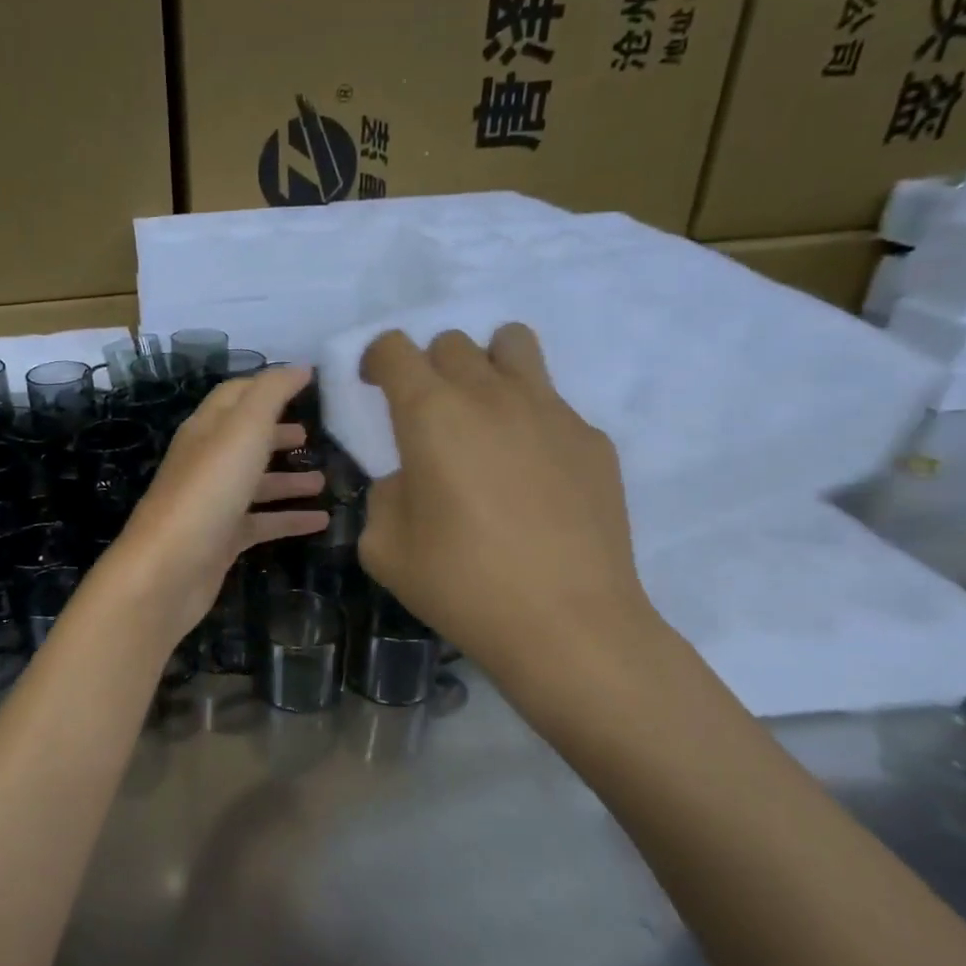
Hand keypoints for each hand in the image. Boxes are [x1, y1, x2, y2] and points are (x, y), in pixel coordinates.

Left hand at [100, 366, 329, 642]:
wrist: (168, 570)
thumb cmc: (208, 490)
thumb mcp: (243, 430)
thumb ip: (271, 394)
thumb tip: (299, 367)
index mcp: (206, 429)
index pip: (236, 395)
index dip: (269, 385)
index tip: (308, 382)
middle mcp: (206, 462)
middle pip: (245, 439)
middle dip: (278, 433)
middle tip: (315, 433)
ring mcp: (213, 503)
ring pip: (255, 483)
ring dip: (288, 479)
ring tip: (324, 480)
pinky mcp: (221, 540)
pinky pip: (261, 523)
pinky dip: (289, 519)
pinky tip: (320, 522)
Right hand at [358, 325, 658, 694]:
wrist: (567, 623)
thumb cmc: (461, 584)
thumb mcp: (384, 548)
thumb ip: (384, 496)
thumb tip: (409, 479)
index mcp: (430, 414)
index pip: (394, 348)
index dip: (376, 360)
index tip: (374, 388)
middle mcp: (490, 394)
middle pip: (452, 342)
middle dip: (429, 368)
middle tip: (427, 417)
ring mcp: (550, 410)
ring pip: (514, 344)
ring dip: (487, 365)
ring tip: (483, 415)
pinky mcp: (592, 438)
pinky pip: (552, 402)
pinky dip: (529, 419)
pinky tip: (532, 476)